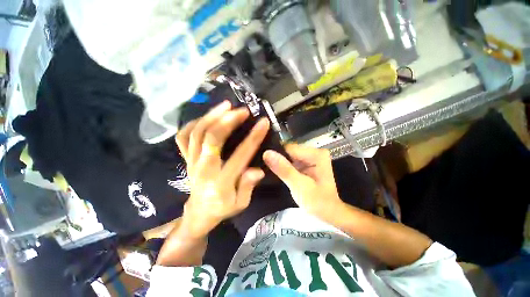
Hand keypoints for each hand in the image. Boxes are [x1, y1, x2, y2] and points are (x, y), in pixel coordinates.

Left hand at [176, 101, 269, 235]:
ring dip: (212, 116)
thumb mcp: (241, 204)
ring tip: (227, 105)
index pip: (240, 155)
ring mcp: (192, 161)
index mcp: (220, 181)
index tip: (263, 122)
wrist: (199, 212)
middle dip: (228, 120)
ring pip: (197, 133)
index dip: (253, 137)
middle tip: (243, 111)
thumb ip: (248, 187)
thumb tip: (258, 170)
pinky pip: (184, 136)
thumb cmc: (223, 208)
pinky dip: (193, 123)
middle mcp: (203, 168)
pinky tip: (207, 116)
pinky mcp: (186, 158)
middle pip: (212, 138)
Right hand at [263, 144, 342, 220]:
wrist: (328, 213)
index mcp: (316, 154)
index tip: (264, 164)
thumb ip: (284, 169)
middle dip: (278, 160)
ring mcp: (310, 157)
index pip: (289, 148)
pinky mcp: (306, 163)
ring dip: (280, 164)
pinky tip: (278, 173)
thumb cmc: (317, 202)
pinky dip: (284, 167)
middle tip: (266, 170)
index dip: (276, 155)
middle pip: (289, 151)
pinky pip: (290, 161)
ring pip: (288, 156)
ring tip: (271, 172)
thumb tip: (267, 153)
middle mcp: (314, 152)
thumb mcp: (299, 186)